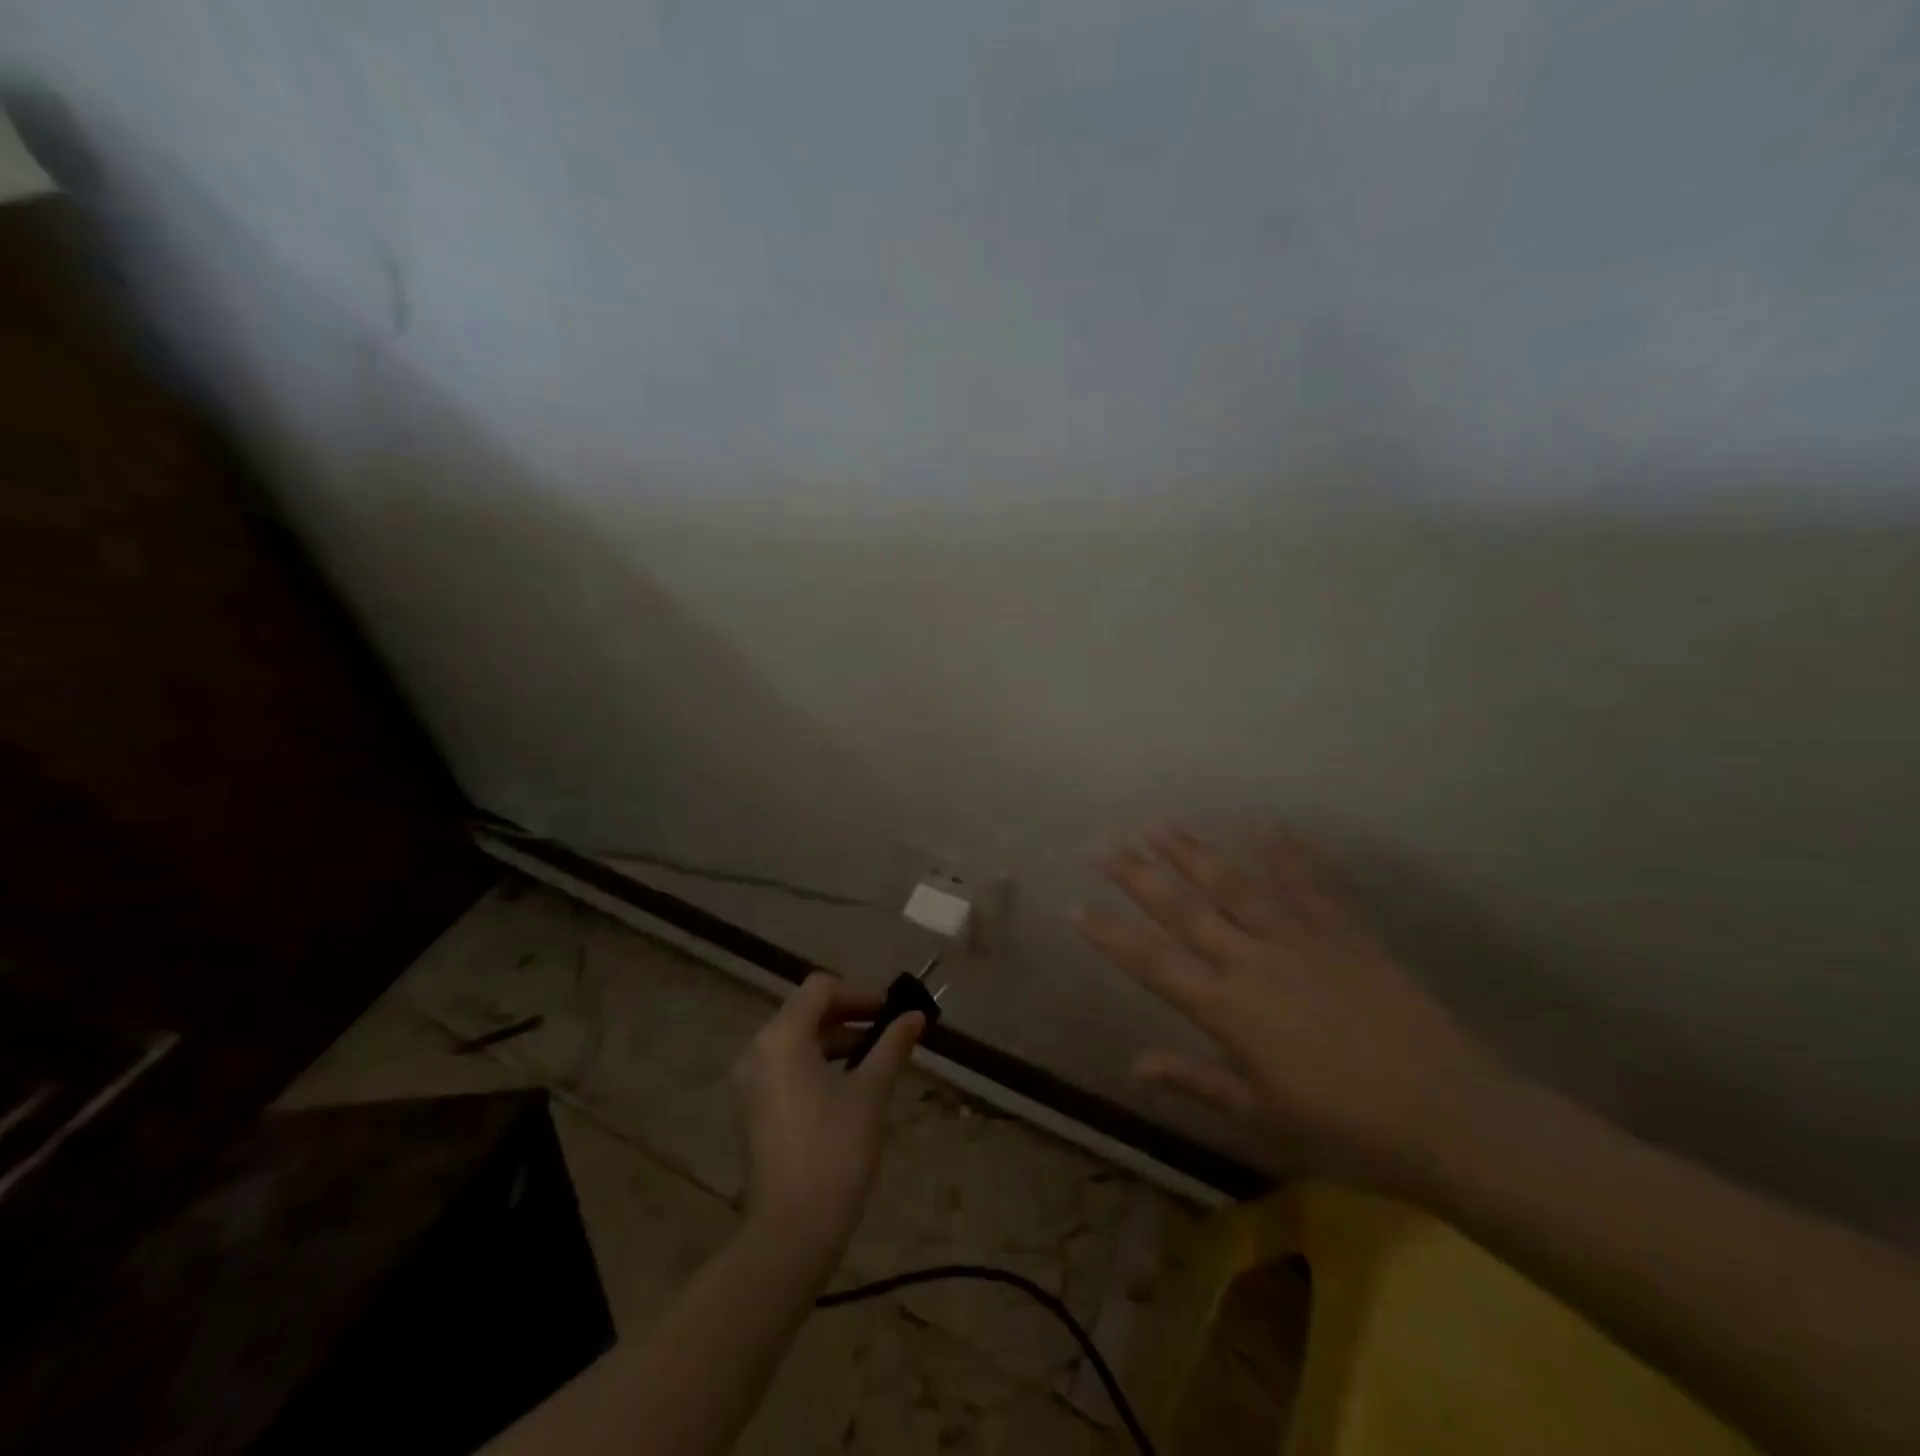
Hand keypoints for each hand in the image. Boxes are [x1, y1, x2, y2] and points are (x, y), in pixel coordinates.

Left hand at [731, 973, 923, 1265]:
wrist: (793, 1230)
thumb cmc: (836, 1150)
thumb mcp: (871, 1091)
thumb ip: (892, 1045)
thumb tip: (915, 1015)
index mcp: (782, 1037)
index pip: (821, 989)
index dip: (860, 993)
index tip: (892, 1011)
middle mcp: (759, 1051)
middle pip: (806, 1011)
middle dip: (849, 1015)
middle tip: (889, 1029)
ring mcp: (752, 1082)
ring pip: (797, 1040)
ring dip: (837, 1039)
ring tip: (877, 1056)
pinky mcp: (755, 1109)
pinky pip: (788, 1067)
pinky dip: (819, 1063)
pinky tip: (851, 1084)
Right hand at [1075, 827, 1508, 1190]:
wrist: (1453, 1119)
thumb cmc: (1348, 1131)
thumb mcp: (1263, 1119)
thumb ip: (1198, 1083)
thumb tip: (1136, 1065)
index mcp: (1230, 1011)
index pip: (1154, 964)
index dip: (1110, 935)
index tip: (1075, 907)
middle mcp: (1256, 963)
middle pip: (1186, 910)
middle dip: (1139, 874)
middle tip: (1106, 841)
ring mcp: (1302, 941)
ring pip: (1238, 885)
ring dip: (1196, 852)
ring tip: (1163, 822)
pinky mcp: (1346, 934)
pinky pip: (1311, 885)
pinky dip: (1288, 853)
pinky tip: (1268, 825)